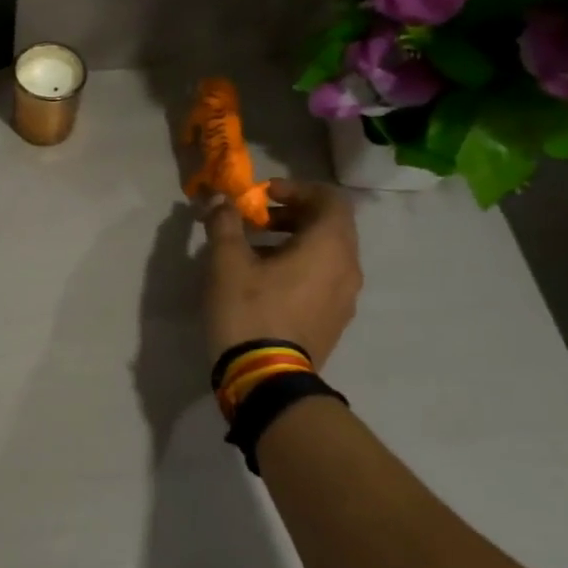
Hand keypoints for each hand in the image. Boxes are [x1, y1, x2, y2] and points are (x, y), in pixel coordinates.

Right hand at [203, 180, 362, 367]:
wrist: (266, 378)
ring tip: (256, 251)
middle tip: (257, 220)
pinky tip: (267, 282)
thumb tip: (219, 200)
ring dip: (296, 242)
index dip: (296, 189)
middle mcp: (347, 267)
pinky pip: (324, 279)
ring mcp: (345, 298)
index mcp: (329, 246)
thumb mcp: (227, 262)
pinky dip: (302, 267)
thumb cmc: (249, 311)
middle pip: (330, 225)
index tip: (263, 195)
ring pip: (328, 254)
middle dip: (293, 215)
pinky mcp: (335, 321)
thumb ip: (225, 224)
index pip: (330, 199)